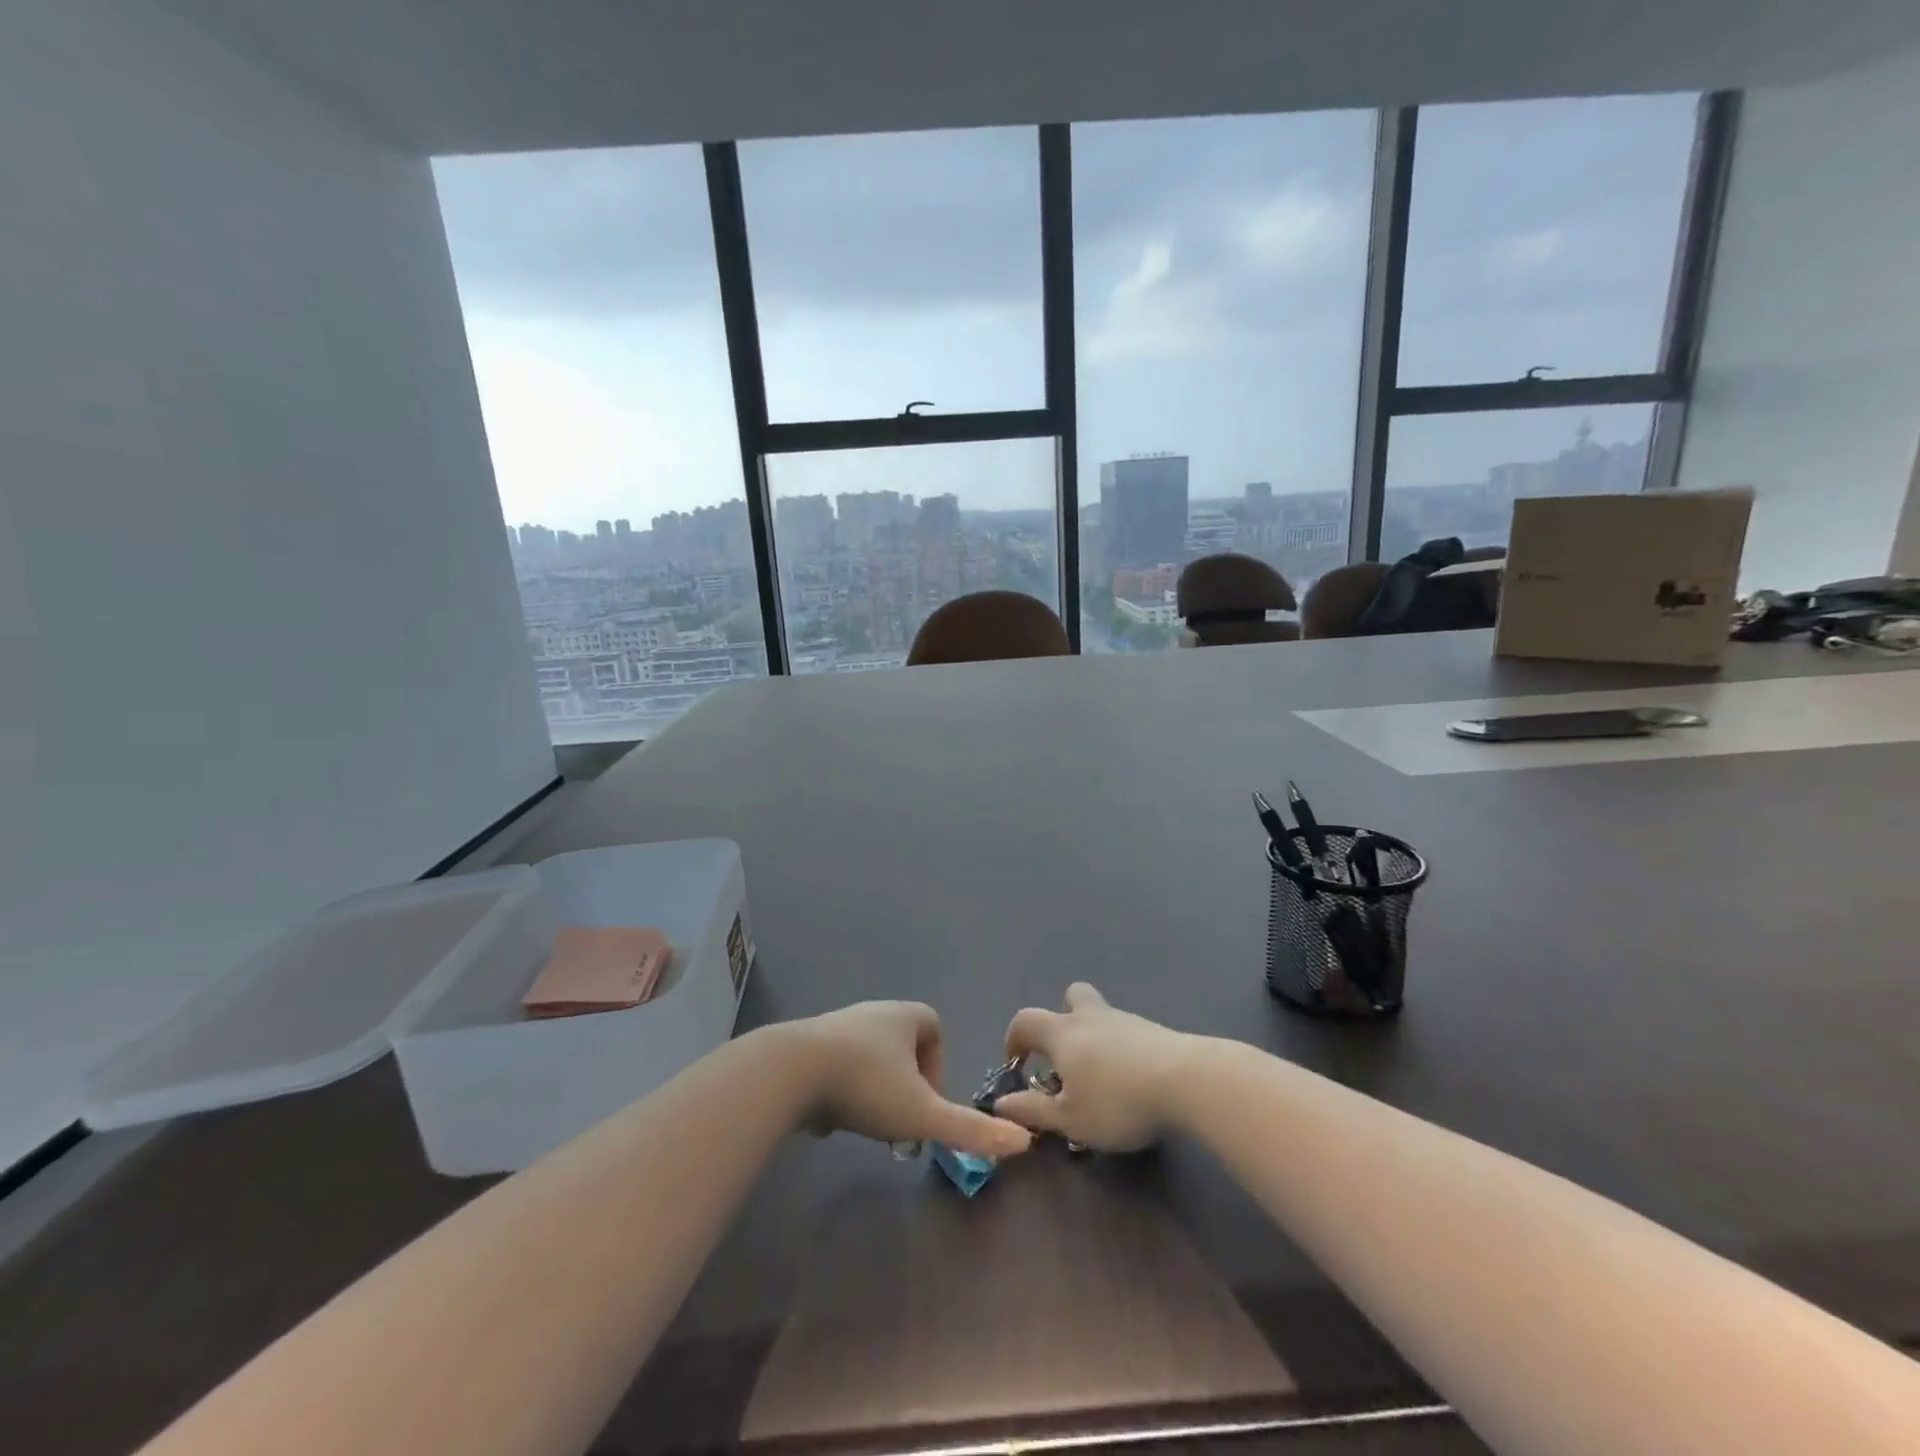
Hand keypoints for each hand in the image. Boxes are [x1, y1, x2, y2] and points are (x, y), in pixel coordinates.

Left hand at [784, 1002, 1031, 1160]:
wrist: (790, 1071)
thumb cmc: (865, 1085)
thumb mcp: (922, 1113)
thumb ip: (970, 1130)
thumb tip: (1023, 1141)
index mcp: (903, 1017)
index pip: (933, 1026)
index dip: (938, 1063)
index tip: (928, 1101)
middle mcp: (872, 1013)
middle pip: (900, 1043)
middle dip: (905, 1081)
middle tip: (901, 1119)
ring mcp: (836, 1027)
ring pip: (868, 1055)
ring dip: (873, 1086)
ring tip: (868, 1122)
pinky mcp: (807, 1046)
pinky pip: (835, 1064)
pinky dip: (841, 1088)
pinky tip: (833, 1115)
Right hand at [992, 983, 1193, 1151]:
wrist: (1186, 1080)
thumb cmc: (1116, 1100)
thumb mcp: (1069, 1119)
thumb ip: (1033, 1111)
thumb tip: (1002, 1103)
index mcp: (1062, 1034)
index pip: (1026, 1021)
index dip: (1015, 1038)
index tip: (1018, 1064)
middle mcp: (1091, 1017)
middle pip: (1071, 997)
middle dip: (1063, 1016)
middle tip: (1067, 1054)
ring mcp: (1127, 1020)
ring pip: (1103, 1015)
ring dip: (1096, 1037)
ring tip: (1103, 1079)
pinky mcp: (1156, 1032)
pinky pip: (1129, 1033)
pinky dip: (1123, 1050)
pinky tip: (1134, 1081)